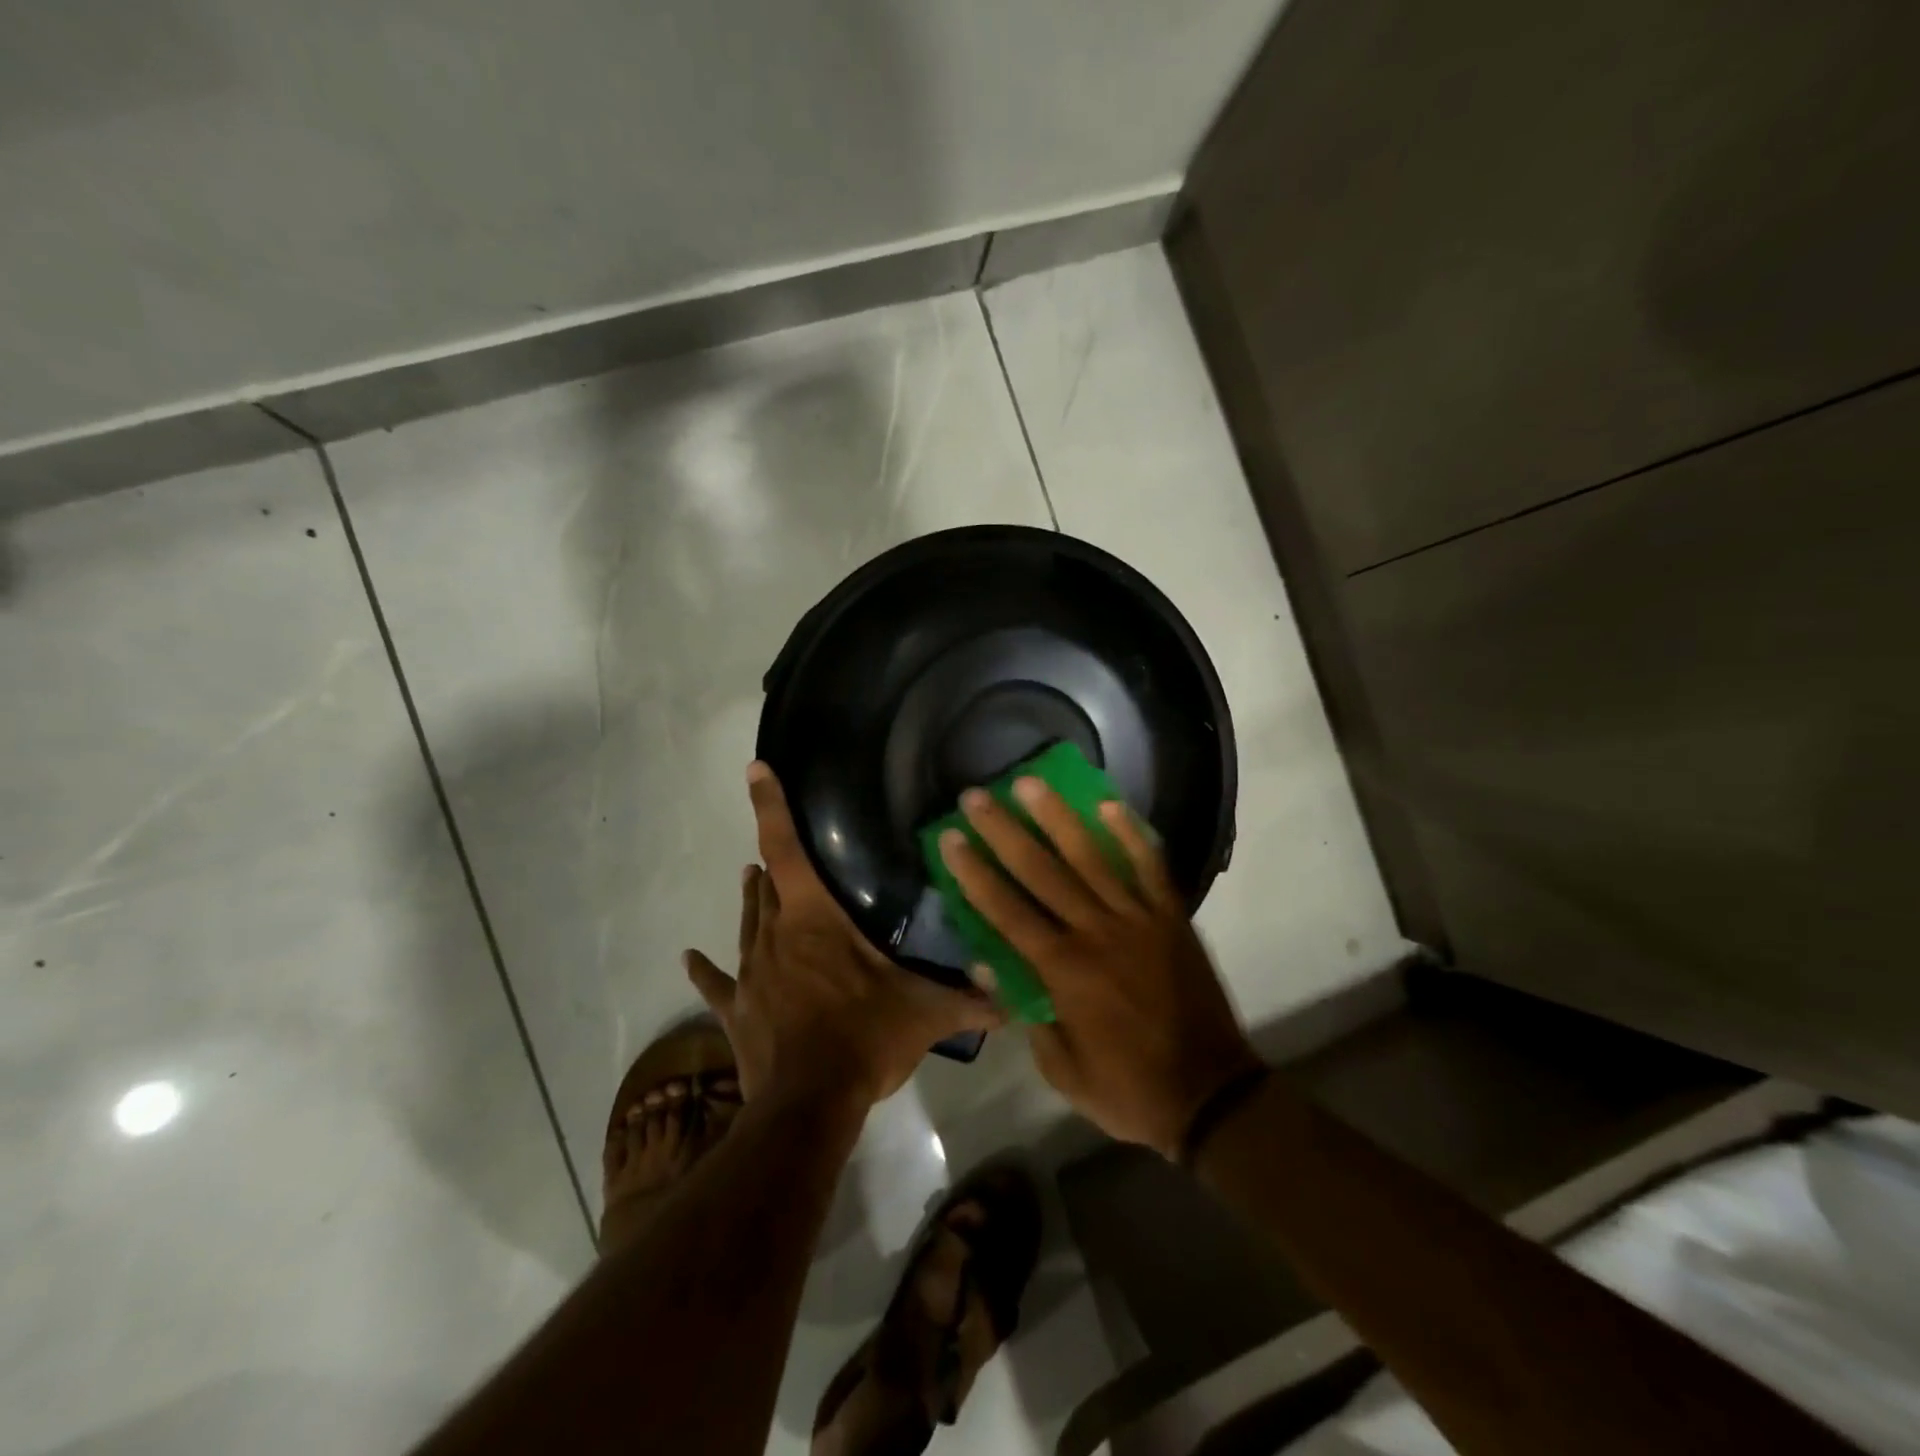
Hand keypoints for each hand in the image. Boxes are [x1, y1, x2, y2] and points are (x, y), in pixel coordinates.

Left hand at [684, 762, 1003, 1112]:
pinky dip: (705, 970)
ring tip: (750, 879)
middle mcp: (776, 935)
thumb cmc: (864, 1038)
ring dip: (752, 902)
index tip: (755, 769)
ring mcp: (751, 973)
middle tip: (776, 853)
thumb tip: (1016, 1000)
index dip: (770, 806)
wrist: (808, 1104)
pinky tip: (689, 957)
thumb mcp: (924, 1014)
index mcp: (814, 919)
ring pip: (748, 924)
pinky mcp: (738, 1010)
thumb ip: (970, 1001)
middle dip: (772, 865)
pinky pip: (718, 984)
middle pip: (768, 886)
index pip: (786, 849)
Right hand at [939, 778, 1263, 1158]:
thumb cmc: (1128, 1090)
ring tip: (1031, 783)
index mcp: (1064, 972)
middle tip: (977, 796)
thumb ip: (1025, 1013)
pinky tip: (1108, 803)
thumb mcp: (1062, 1070)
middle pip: (1042, 872)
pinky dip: (1130, 834)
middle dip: (1004, 832)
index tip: (951, 839)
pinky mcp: (1172, 918)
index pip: (1007, 911)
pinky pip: (1150, 867)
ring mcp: (1138, 920)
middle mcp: (1097, 933)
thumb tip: (985, 963)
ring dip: (1057, 817)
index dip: (975, 873)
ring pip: (1091, 858)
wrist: (1211, 1095)